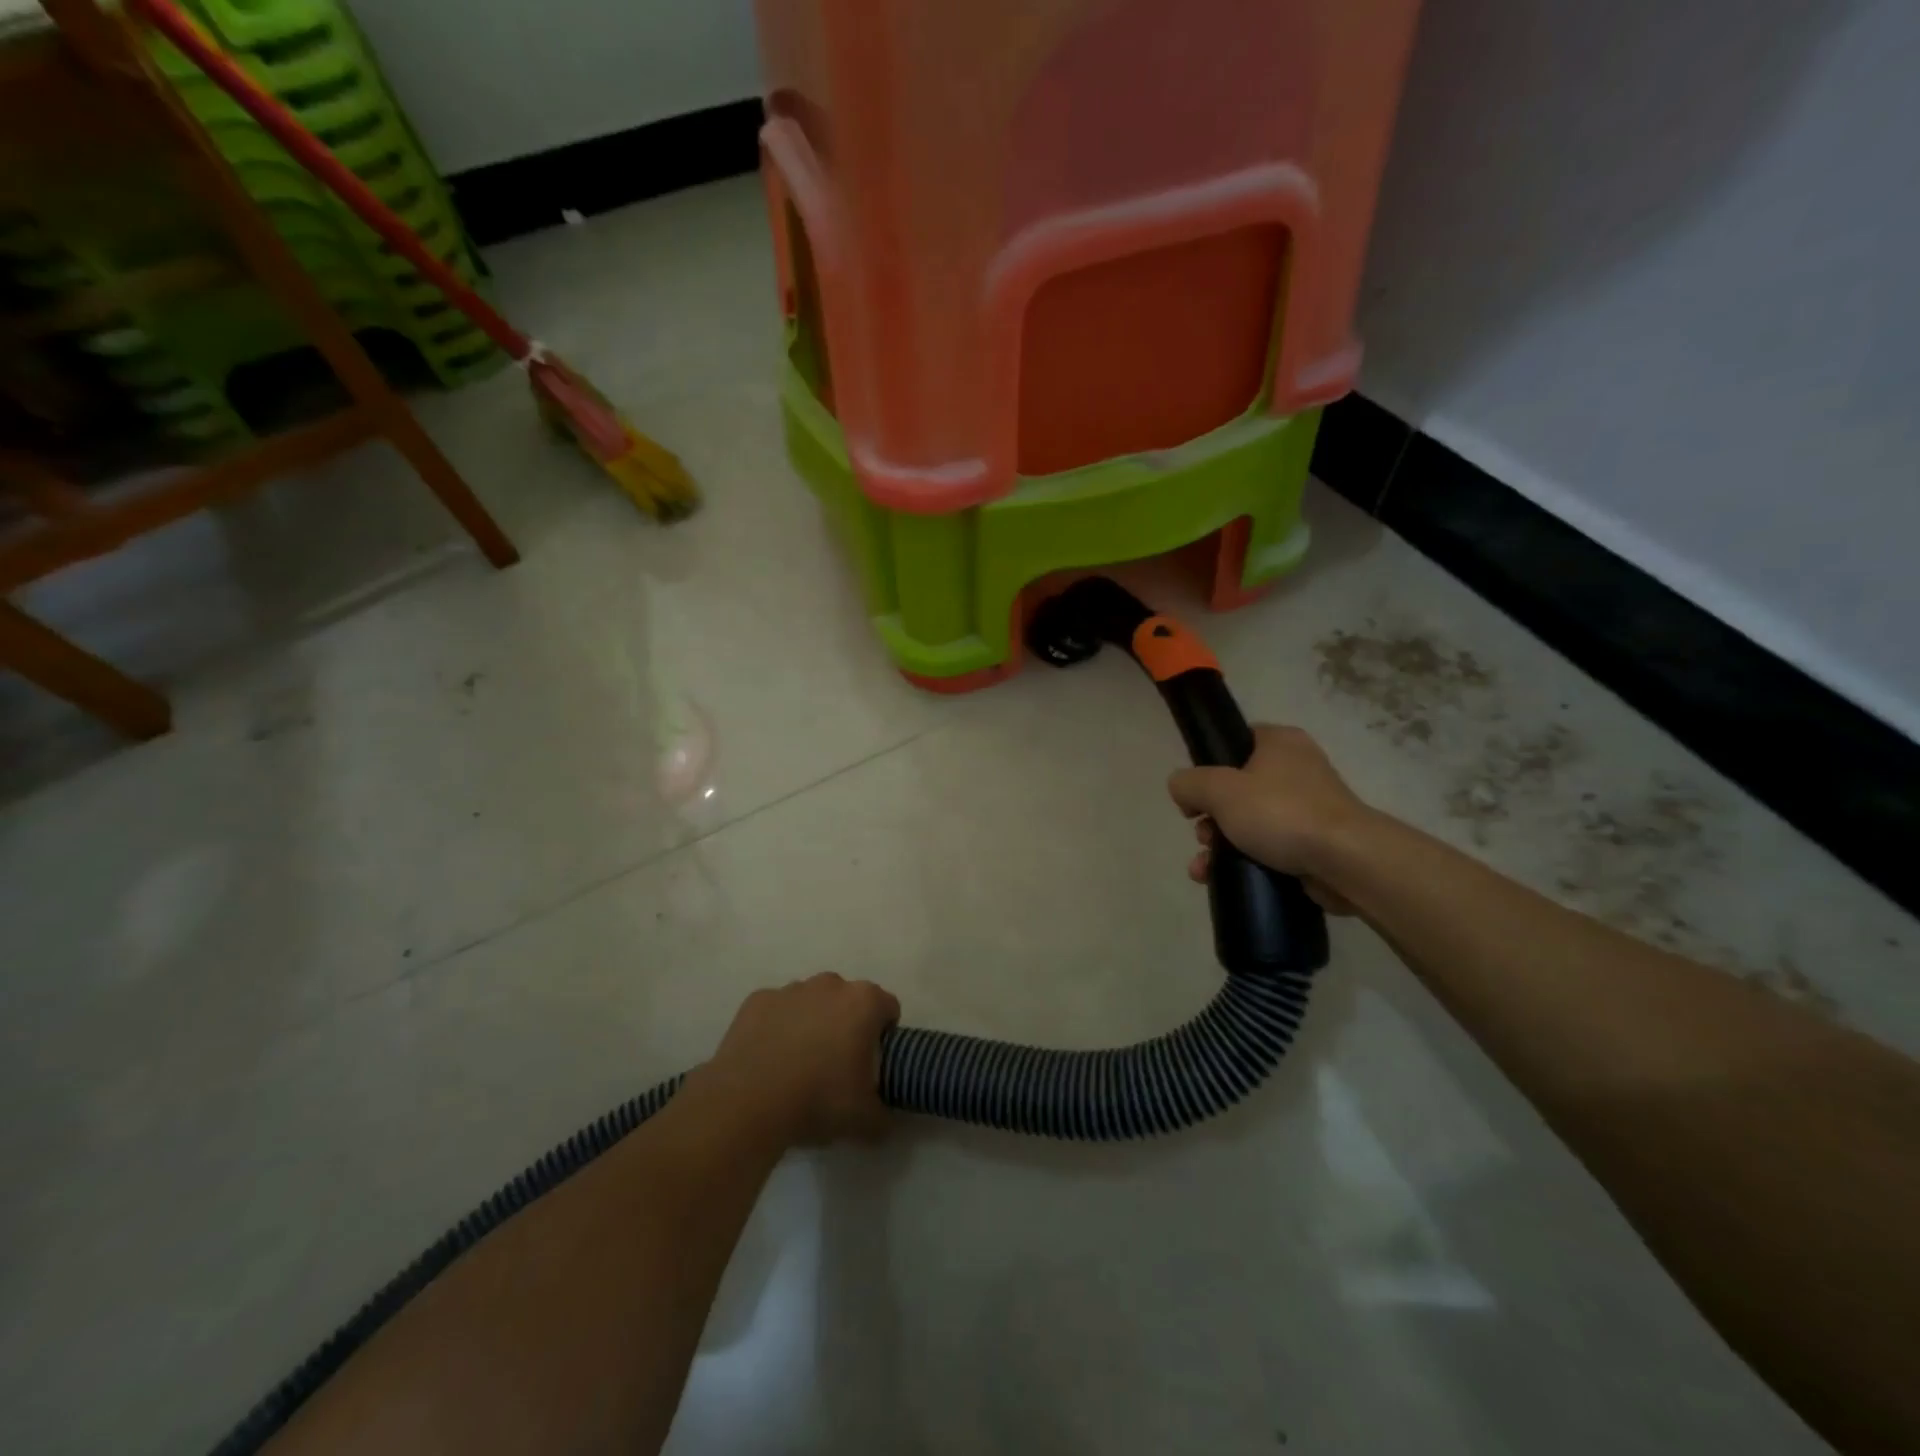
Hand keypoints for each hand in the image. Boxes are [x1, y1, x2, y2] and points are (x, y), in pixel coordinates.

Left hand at [701, 973, 899, 1146]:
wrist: (747, 1103)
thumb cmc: (818, 1100)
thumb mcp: (866, 1121)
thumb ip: (884, 1116)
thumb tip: (885, 1119)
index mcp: (863, 1002)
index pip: (888, 1008)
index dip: (885, 1035)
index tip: (873, 1064)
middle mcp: (830, 985)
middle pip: (848, 1000)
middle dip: (847, 1025)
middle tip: (836, 1066)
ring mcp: (790, 989)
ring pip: (811, 1002)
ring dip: (812, 1023)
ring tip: (798, 1066)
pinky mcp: (757, 1000)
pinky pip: (777, 1010)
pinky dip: (777, 1027)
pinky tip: (769, 1060)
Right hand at [1167, 724, 1370, 914]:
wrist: (1346, 862)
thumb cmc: (1281, 813)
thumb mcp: (1219, 790)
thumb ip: (1189, 783)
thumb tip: (1181, 788)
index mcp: (1280, 742)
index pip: (1234, 742)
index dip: (1206, 767)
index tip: (1194, 795)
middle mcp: (1297, 768)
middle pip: (1236, 788)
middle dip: (1210, 817)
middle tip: (1203, 834)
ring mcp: (1308, 807)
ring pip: (1248, 821)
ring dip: (1219, 843)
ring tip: (1205, 867)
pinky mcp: (1314, 842)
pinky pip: (1268, 846)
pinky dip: (1243, 859)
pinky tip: (1220, 878)